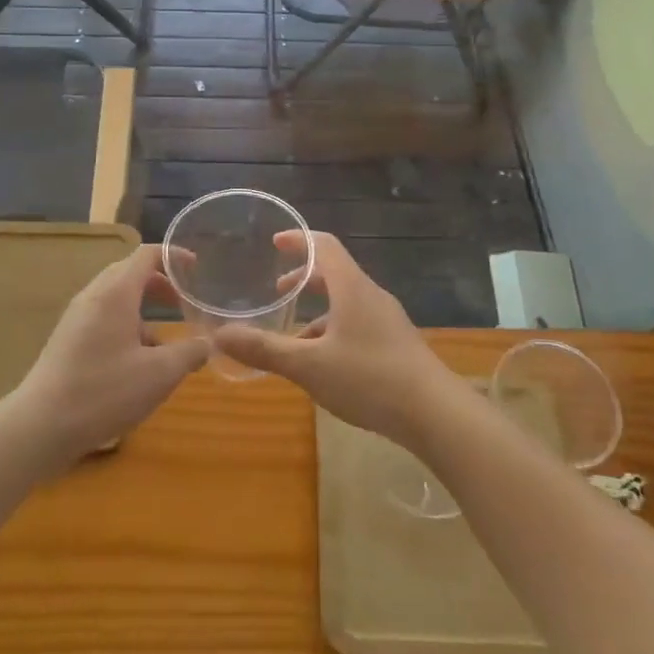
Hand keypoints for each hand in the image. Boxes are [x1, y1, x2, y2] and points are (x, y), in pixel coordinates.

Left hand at [10, 245, 209, 463]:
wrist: (39, 427)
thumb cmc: (104, 392)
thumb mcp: (159, 374)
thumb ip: (190, 353)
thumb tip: (208, 343)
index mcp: (115, 292)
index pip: (147, 254)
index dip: (174, 256)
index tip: (196, 268)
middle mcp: (94, 296)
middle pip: (130, 272)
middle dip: (160, 283)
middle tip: (184, 302)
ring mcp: (77, 318)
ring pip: (116, 298)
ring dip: (144, 309)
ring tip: (166, 341)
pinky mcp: (68, 340)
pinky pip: (103, 318)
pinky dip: (127, 326)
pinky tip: (138, 363)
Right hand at [211, 231, 462, 448]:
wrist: (436, 413)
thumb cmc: (370, 379)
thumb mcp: (309, 366)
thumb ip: (265, 349)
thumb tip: (218, 337)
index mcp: (352, 288)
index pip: (324, 245)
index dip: (298, 240)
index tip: (274, 242)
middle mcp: (371, 296)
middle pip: (336, 273)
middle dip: (305, 279)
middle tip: (278, 291)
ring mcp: (388, 320)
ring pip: (347, 302)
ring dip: (319, 310)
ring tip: (293, 337)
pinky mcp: (396, 344)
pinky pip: (358, 324)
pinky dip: (335, 331)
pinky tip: (324, 365)